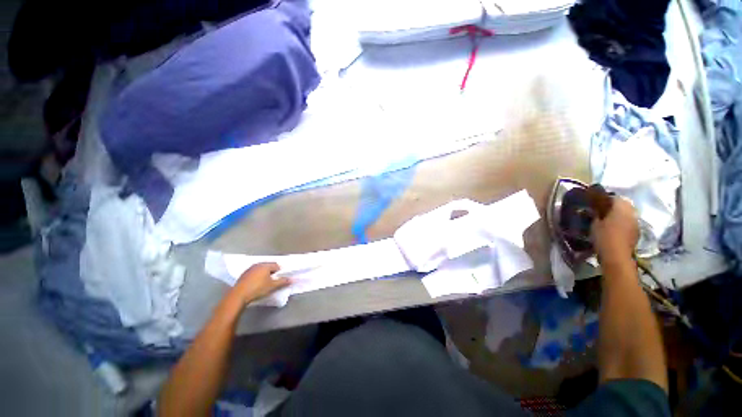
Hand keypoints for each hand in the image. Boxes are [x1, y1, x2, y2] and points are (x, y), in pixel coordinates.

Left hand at [231, 263, 290, 303]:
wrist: (238, 296)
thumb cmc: (258, 289)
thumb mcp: (272, 286)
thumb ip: (283, 282)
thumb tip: (292, 279)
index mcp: (265, 265)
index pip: (277, 265)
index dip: (280, 272)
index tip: (279, 279)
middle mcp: (257, 264)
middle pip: (268, 267)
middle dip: (272, 273)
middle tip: (273, 282)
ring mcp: (249, 269)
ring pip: (261, 270)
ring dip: (264, 275)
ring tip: (264, 284)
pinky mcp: (243, 275)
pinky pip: (254, 274)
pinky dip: (257, 277)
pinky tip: (256, 285)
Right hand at [591, 196, 638, 263]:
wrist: (617, 255)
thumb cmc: (603, 237)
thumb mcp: (594, 224)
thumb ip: (596, 215)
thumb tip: (594, 210)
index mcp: (620, 208)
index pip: (614, 197)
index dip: (605, 199)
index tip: (596, 203)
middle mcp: (631, 212)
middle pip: (624, 205)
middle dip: (615, 206)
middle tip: (603, 211)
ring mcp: (636, 223)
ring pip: (628, 213)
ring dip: (620, 215)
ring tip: (609, 220)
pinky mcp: (637, 232)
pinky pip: (630, 222)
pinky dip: (623, 223)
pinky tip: (615, 228)